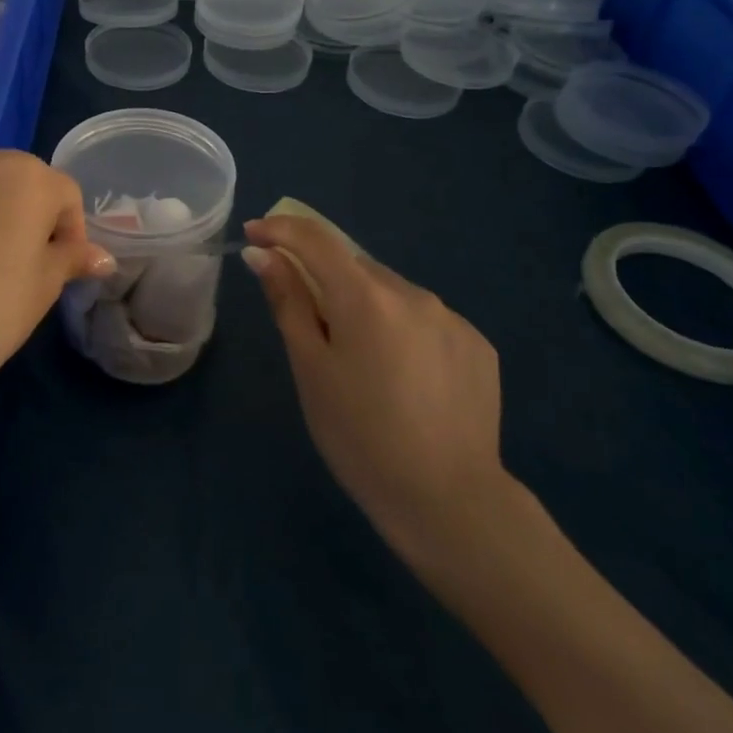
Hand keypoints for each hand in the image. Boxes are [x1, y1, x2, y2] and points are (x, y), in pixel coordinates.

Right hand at [242, 213, 515, 573]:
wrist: (449, 502)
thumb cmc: (360, 436)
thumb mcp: (311, 369)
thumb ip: (288, 302)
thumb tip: (264, 254)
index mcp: (366, 296)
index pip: (316, 239)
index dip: (280, 230)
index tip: (254, 233)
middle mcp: (413, 293)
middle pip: (355, 268)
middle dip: (325, 280)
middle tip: (311, 328)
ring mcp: (452, 318)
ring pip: (392, 294)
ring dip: (367, 307)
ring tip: (363, 364)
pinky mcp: (478, 346)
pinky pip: (426, 321)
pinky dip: (403, 332)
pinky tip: (405, 379)